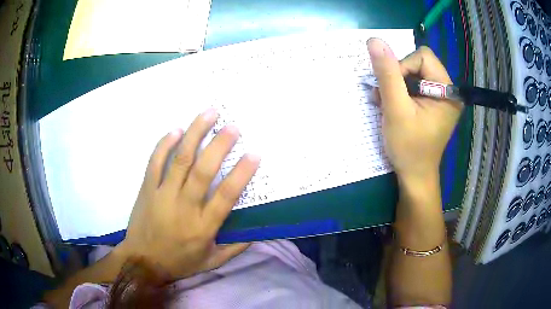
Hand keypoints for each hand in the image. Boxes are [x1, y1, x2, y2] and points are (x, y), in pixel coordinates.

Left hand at [118, 108, 259, 278]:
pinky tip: (176, 130)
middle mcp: (184, 206)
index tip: (254, 154)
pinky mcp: (147, 189)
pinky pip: (155, 162)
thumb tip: (256, 232)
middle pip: (203, 171)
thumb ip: (234, 248)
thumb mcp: (211, 262)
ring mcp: (163, 194)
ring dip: (195, 134)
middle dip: (219, 145)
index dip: (241, 174)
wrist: (142, 261)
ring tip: (208, 114)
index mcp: (203, 226)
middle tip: (233, 126)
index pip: (225, 196)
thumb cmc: (179, 262)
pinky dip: (165, 144)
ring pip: (180, 159)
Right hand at [367, 39, 462, 183]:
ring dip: (396, 84)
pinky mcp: (434, 103)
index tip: (392, 90)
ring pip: (415, 73)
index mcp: (448, 91)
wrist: (415, 176)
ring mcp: (442, 97)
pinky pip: (416, 85)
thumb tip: (375, 40)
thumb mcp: (396, 109)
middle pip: (419, 63)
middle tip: (386, 97)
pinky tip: (392, 105)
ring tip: (386, 103)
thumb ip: (387, 74)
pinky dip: (401, 92)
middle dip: (398, 76)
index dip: (402, 66)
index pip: (423, 57)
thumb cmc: (409, 148)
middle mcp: (449, 90)